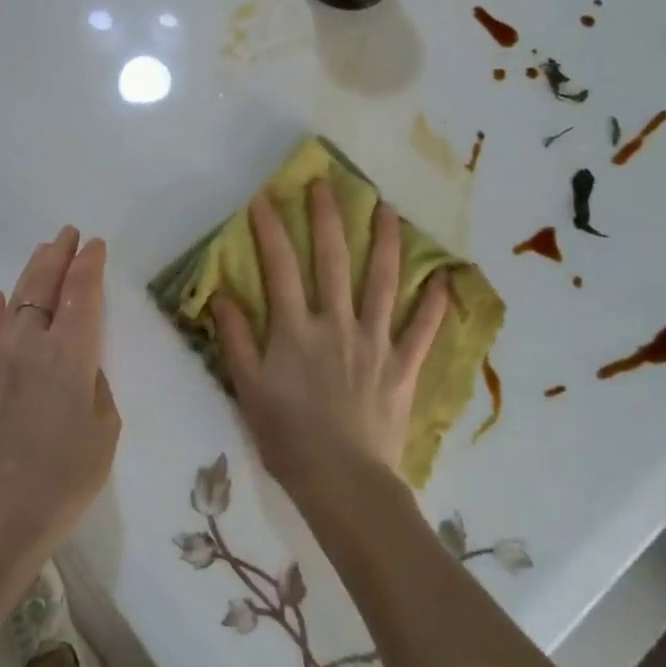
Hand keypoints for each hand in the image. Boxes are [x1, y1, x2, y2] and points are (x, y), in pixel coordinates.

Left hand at [0, 227, 120, 559]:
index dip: (89, 265)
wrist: (1, 513)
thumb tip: (80, 364)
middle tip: (69, 234)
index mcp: (70, 354)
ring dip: (31, 273)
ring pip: (15, 301)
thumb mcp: (104, 426)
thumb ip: (94, 383)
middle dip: (59, 256)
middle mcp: (31, 343)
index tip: (95, 244)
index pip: (82, 294)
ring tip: (43, 252)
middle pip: (45, 286)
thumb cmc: (67, 475)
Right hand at [211, 181, 446, 498]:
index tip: (264, 198)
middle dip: (328, 218)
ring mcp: (375, 342)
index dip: (270, 230)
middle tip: (328, 184)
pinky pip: (423, 329)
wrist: (344, 483)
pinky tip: (444, 278)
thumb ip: (235, 340)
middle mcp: (337, 324)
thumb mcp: (248, 390)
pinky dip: (434, 303)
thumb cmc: (288, 438)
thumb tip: (222, 295)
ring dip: (386, 242)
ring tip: (388, 209)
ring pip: (383, 282)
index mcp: (296, 330)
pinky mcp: (403, 366)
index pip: (280, 267)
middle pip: (333, 260)